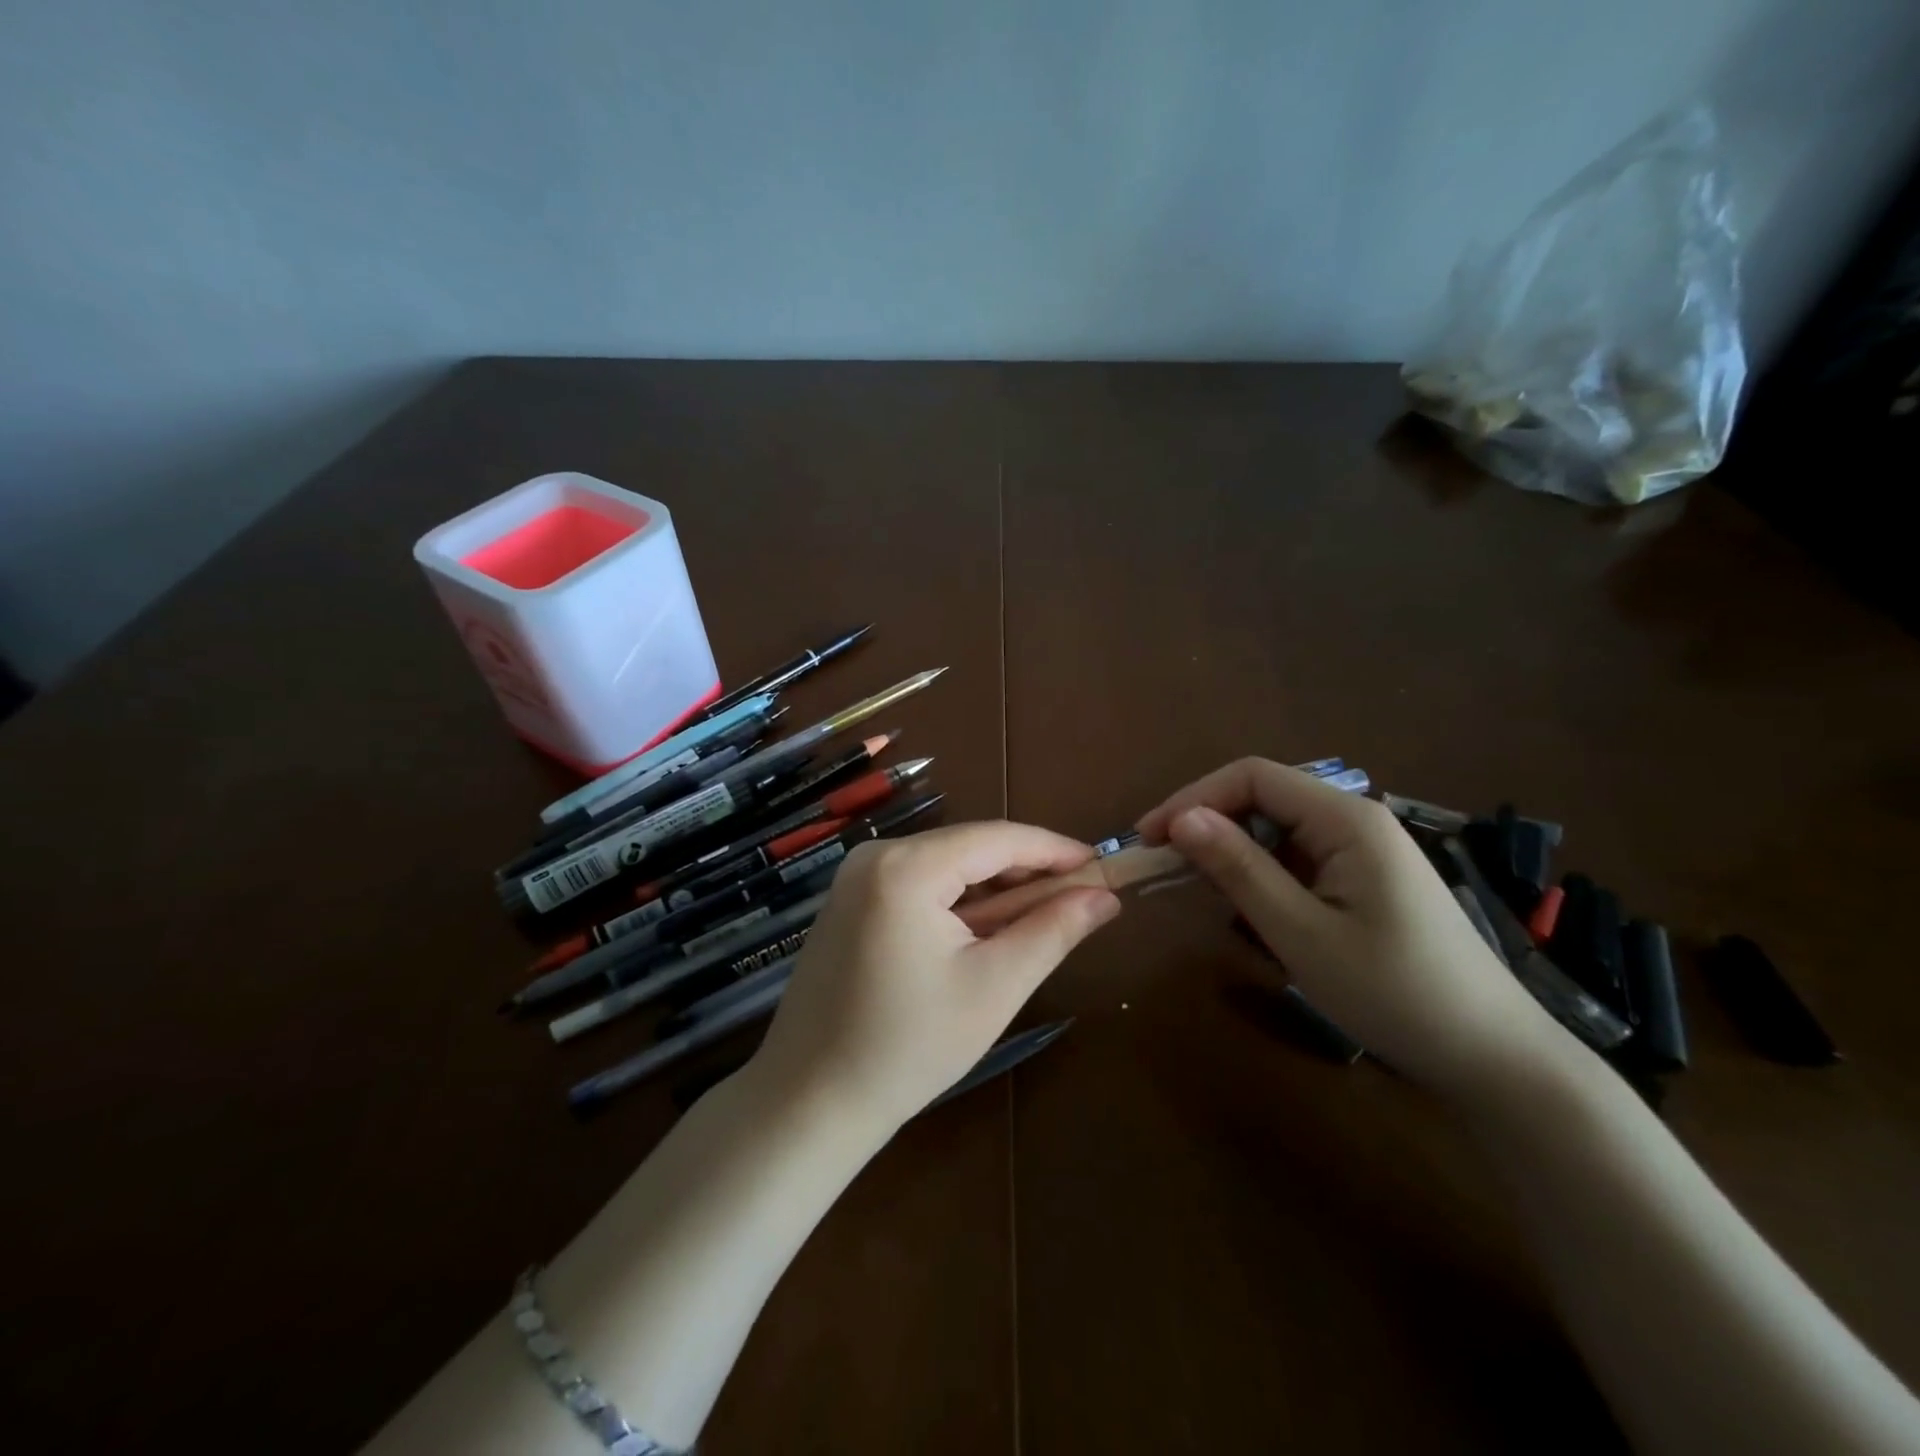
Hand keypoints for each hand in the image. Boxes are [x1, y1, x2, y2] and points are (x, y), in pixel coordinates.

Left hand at [749, 821, 1120, 1132]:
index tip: (1103, 865)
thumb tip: (1106, 896)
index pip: (999, 838)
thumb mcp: (994, 987)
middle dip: (1026, 872)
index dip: (1055, 850)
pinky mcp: (849, 900)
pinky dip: (958, 900)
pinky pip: (919, 883)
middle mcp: (876, 855)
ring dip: (994, 889)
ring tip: (1039, 920)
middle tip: (1079, 901)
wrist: (808, 1101)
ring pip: (946, 865)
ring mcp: (856, 876)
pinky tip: (984, 931)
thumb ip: (1053, 931)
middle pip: (970, 847)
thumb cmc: (908, 1047)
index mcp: (906, 866)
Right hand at [1137, 758, 1563, 1097]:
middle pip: (1263, 797)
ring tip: (1198, 889)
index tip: (1149, 839)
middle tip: (1163, 868)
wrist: (1494, 1059)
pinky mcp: (1365, 879)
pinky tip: (1249, 908)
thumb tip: (1181, 819)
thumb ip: (1240, 869)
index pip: (1252, 777)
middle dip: (1208, 824)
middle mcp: (1355, 820)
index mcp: (1346, 819)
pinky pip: (1298, 858)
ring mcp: (1363, 850)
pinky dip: (1261, 874)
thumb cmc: (1395, 993)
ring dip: (1233, 851)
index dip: (1193, 798)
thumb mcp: (1302, 933)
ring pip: (1277, 829)